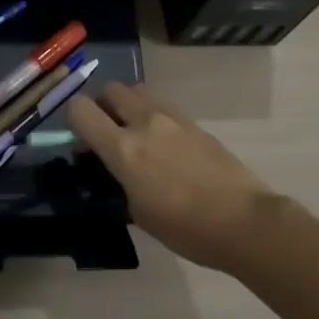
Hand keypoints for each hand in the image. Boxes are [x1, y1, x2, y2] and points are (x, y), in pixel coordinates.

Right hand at [66, 83, 280, 271]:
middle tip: (109, 135)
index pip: (81, 110)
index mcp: (123, 148)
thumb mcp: (139, 213)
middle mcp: (144, 122)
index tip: (84, 144)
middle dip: (103, 106)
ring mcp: (172, 118)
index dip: (74, 121)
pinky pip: (163, 105)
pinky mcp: (195, 122)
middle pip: (111, 90)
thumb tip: (115, 169)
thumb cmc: (186, 229)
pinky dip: (154, 115)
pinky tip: (165, 144)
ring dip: (129, 105)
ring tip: (137, 135)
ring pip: (138, 90)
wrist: (244, 221)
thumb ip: (120, 181)